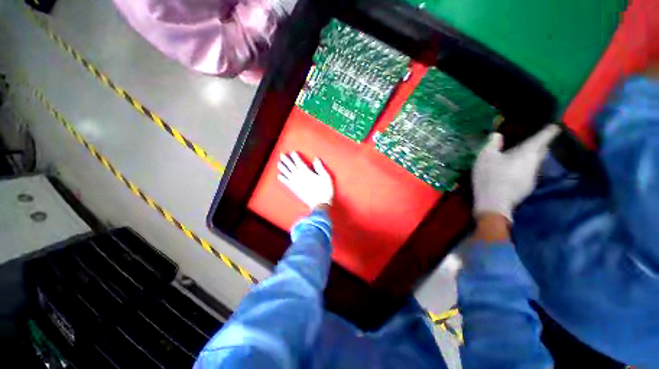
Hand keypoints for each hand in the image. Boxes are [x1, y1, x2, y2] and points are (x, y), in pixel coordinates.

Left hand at [277, 152, 333, 209]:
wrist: (320, 204)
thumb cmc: (324, 190)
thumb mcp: (326, 177)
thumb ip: (320, 167)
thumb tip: (316, 159)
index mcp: (306, 172)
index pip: (299, 162)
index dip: (295, 156)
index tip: (292, 152)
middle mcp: (299, 176)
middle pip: (291, 166)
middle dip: (286, 160)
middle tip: (281, 154)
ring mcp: (295, 183)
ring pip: (287, 173)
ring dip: (282, 168)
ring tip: (278, 163)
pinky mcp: (294, 190)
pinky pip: (286, 183)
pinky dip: (282, 179)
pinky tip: (279, 176)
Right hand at [472, 125, 560, 221]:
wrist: (494, 203)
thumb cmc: (490, 176)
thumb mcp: (485, 157)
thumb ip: (492, 144)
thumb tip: (497, 134)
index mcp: (527, 153)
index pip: (544, 137)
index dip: (550, 130)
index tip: (556, 124)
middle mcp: (535, 163)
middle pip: (542, 150)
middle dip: (541, 144)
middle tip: (534, 140)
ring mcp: (533, 177)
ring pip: (535, 163)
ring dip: (530, 158)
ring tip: (519, 156)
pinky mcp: (527, 188)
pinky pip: (528, 173)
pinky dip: (523, 169)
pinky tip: (513, 172)